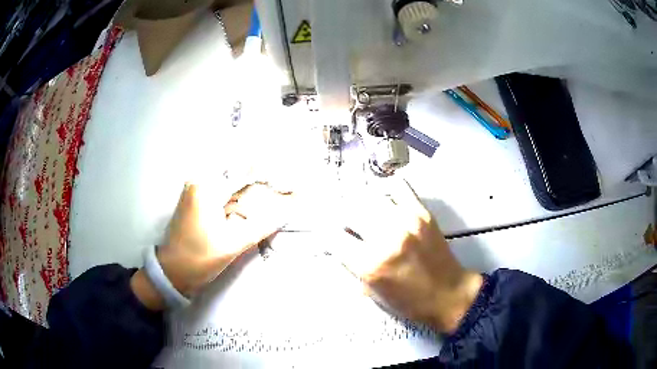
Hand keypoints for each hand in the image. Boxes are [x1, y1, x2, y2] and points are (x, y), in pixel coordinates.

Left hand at [131, 182, 290, 309]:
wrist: (172, 272)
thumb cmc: (199, 259)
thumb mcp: (232, 245)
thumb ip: (261, 226)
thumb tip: (286, 212)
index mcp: (205, 188)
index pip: (242, 171)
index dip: (268, 174)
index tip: (289, 182)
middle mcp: (198, 181)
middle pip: (236, 173)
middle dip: (260, 180)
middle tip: (284, 190)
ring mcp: (194, 189)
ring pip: (228, 181)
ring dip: (248, 187)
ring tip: (271, 195)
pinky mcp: (194, 199)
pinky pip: (220, 190)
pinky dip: (236, 195)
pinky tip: (249, 204)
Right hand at [336, 179, 482, 332]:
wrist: (448, 294)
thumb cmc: (408, 302)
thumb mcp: (372, 292)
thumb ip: (353, 266)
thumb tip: (340, 242)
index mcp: (370, 265)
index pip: (333, 237)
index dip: (328, 235)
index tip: (332, 236)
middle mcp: (386, 238)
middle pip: (349, 210)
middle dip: (344, 217)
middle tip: (349, 224)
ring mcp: (406, 221)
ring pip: (370, 196)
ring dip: (363, 204)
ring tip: (367, 212)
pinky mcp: (422, 213)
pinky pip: (399, 186)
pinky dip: (388, 190)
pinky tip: (387, 200)